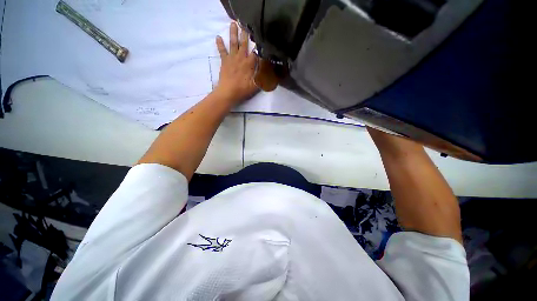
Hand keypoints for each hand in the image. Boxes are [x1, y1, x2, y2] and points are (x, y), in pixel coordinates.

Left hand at [214, 22, 257, 104]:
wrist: (228, 92)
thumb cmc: (243, 89)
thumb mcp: (256, 85)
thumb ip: (262, 76)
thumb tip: (269, 69)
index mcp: (250, 63)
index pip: (256, 52)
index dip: (259, 45)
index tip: (261, 38)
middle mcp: (241, 57)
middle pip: (244, 43)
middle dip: (245, 33)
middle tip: (245, 23)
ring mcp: (232, 58)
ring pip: (233, 43)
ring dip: (233, 33)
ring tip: (232, 23)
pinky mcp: (224, 61)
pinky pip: (222, 51)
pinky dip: (220, 44)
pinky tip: (218, 37)